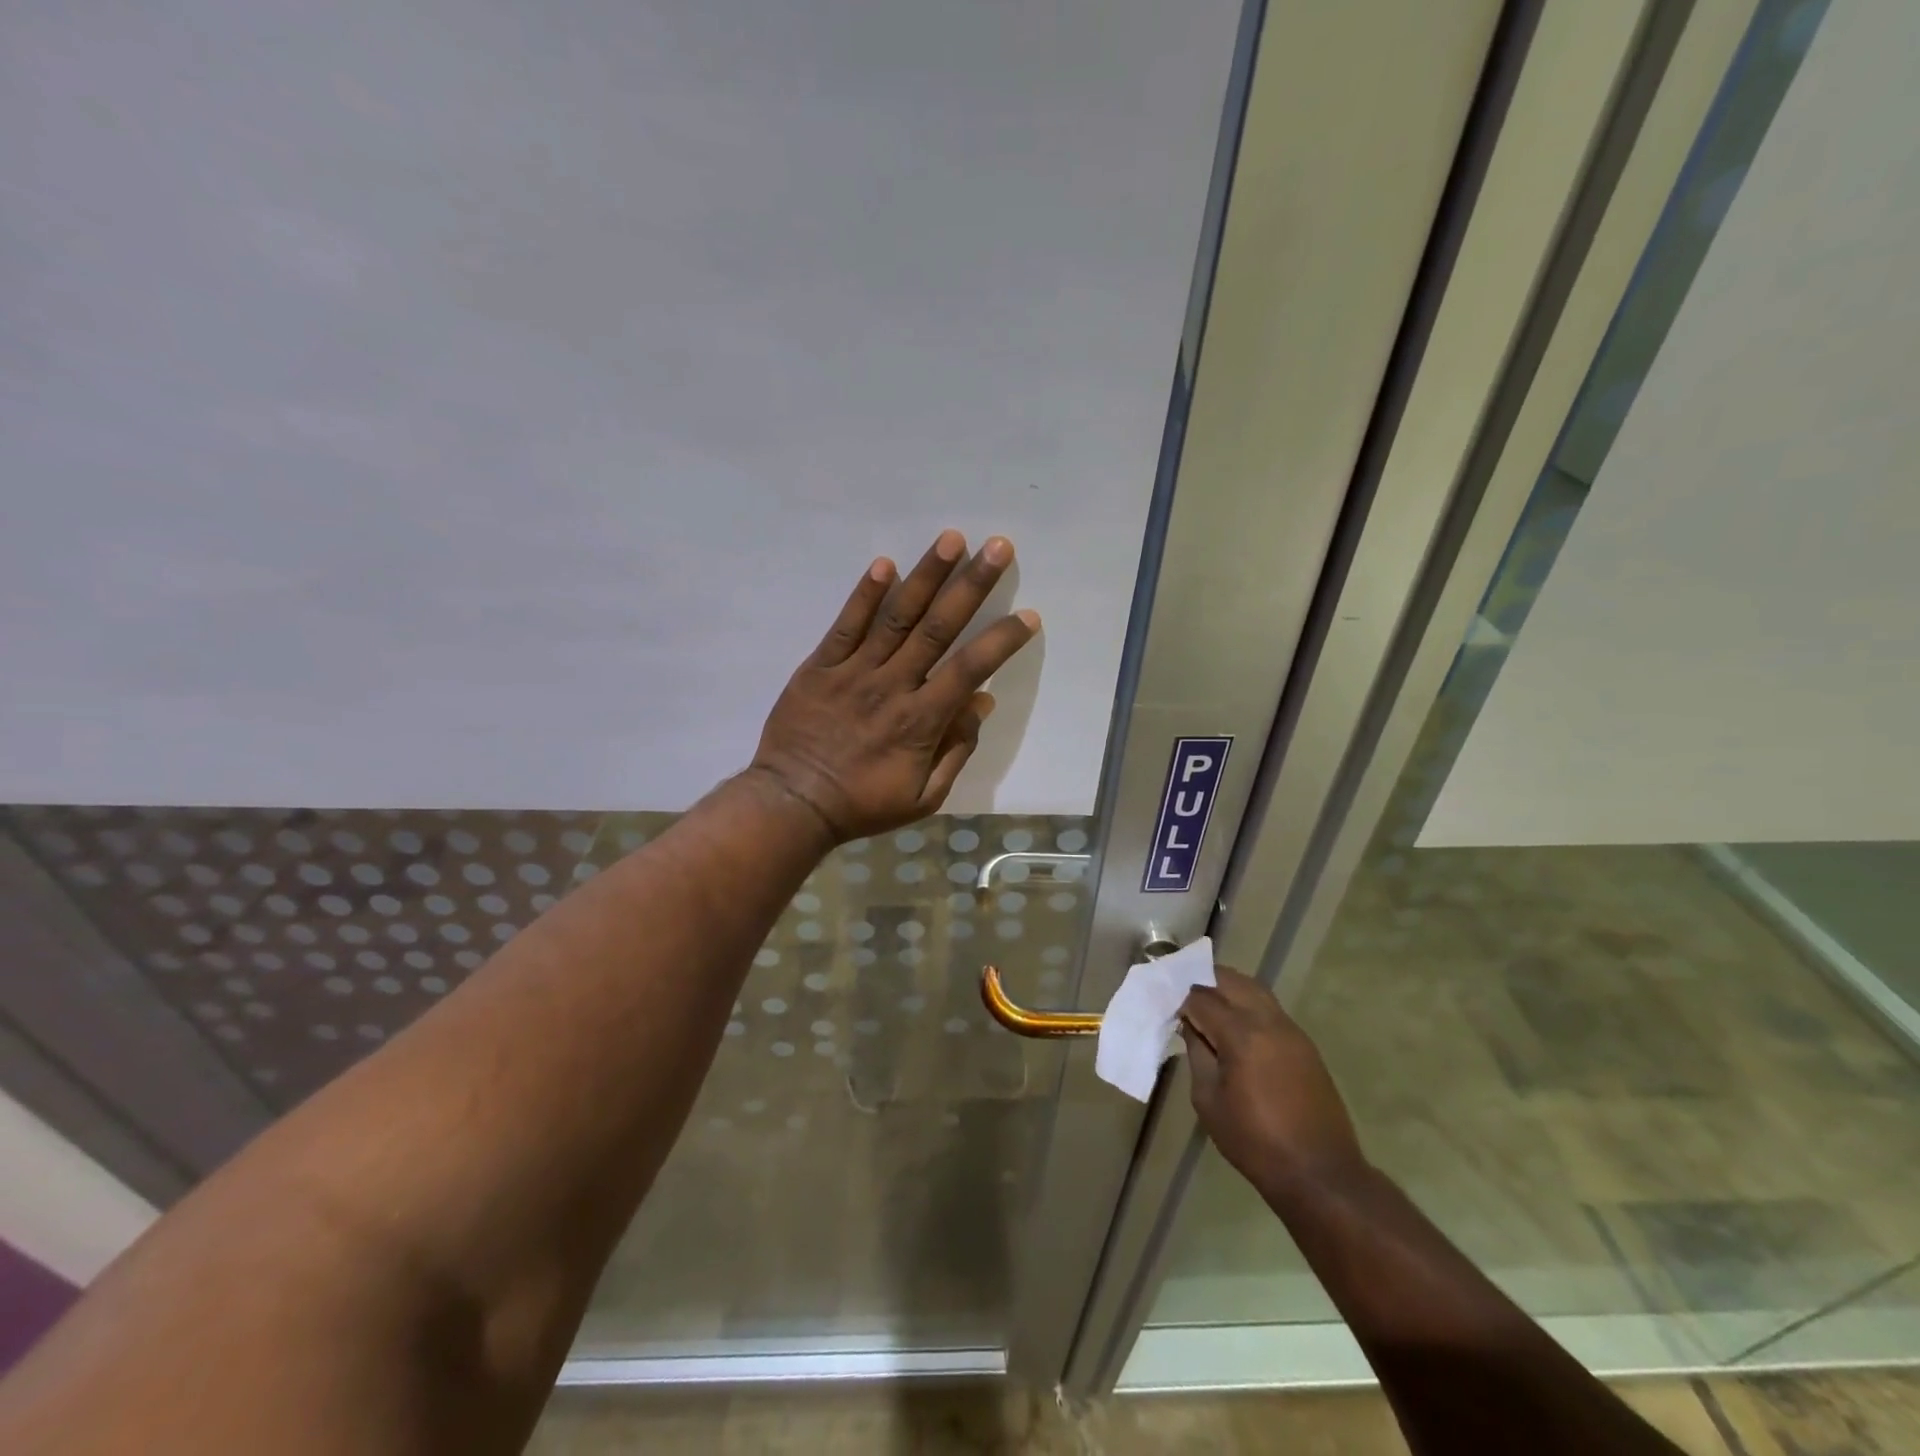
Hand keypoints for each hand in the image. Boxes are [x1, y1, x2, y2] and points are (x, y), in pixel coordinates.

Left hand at [751, 530, 1039, 841]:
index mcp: (921, 720)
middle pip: (938, 628)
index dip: (1002, 640)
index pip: (970, 669)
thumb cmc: (863, 804)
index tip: (1028, 615)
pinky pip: (845, 626)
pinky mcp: (820, 666)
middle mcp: (892, 685)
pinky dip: (864, 595)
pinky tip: (884, 564)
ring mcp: (854, 671)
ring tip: (951, 540)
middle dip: (971, 585)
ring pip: (896, 617)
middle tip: (997, 547)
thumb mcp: (924, 797)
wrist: (793, 803)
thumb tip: (982, 703)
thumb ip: (956, 750)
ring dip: (926, 576)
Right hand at [1180, 968, 1367, 1201]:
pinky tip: (1234, 1025)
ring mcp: (1291, 1030)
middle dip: (1203, 980)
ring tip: (1206, 1005)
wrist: (1320, 1174)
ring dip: (1227, 988)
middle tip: (1182, 995)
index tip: (1164, 1006)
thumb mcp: (1208, 1100)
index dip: (1179, 998)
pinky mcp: (1304, 1044)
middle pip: (1230, 980)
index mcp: (1241, 1035)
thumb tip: (1191, 1026)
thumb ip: (1197, 1054)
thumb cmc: (1255, 1142)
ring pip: (1253, 989)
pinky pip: (1269, 1008)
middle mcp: (1268, 1021)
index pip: (1201, 997)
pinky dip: (1246, 1004)